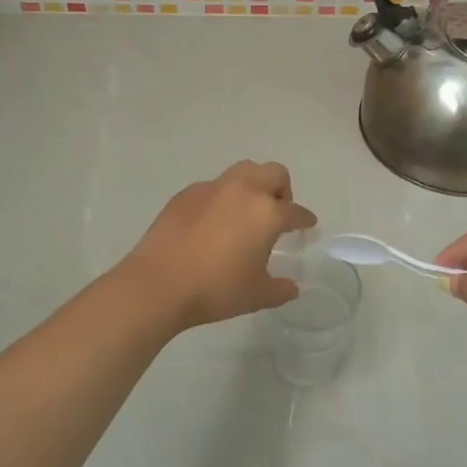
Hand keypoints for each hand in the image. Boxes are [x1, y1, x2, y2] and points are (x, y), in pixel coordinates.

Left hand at [121, 161, 318, 331]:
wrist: (159, 284)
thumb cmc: (216, 290)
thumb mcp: (257, 295)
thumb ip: (280, 289)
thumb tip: (292, 287)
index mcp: (267, 213)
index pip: (295, 211)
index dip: (304, 219)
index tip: (307, 224)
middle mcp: (243, 191)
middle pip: (273, 173)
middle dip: (282, 189)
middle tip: (277, 212)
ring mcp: (212, 189)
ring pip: (242, 171)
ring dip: (252, 185)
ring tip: (246, 212)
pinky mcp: (185, 194)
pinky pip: (213, 187)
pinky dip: (222, 197)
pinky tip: (213, 222)